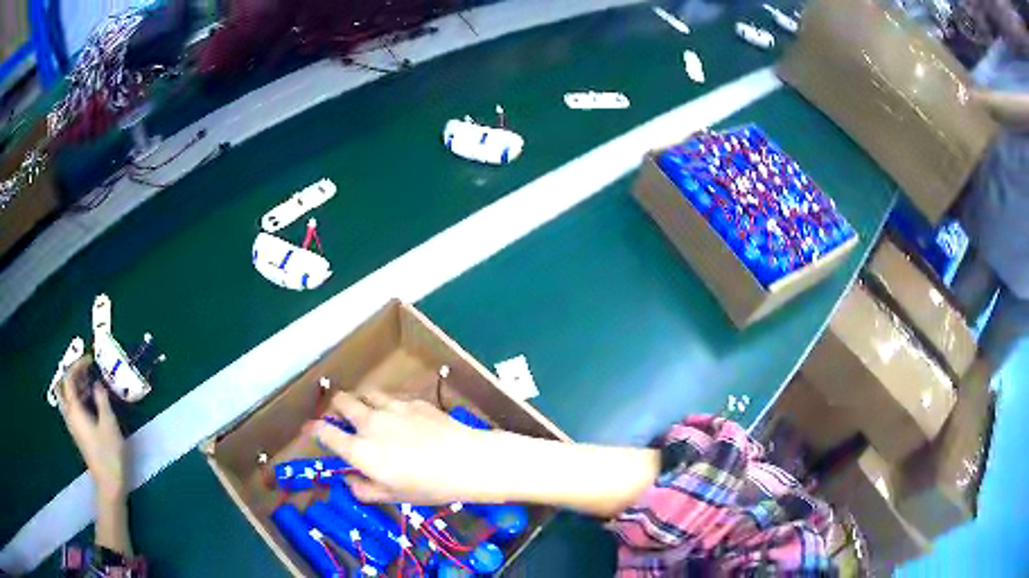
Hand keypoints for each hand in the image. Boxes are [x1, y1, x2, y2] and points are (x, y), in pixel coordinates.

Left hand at [58, 356, 126, 502]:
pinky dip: (78, 398)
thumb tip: (97, 383)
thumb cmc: (109, 453)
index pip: (68, 379)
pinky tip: (90, 401)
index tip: (90, 360)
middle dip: (70, 375)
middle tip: (84, 370)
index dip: (77, 365)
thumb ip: (101, 400)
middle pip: (62, 388)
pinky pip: (72, 408)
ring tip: (89, 382)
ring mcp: (73, 425)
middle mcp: (69, 415)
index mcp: (74, 409)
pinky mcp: (78, 433)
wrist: (109, 484)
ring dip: (74, 386)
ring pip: (66, 398)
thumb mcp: (109, 424)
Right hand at [312, 391, 496, 504]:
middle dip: (335, 407)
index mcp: (360, 450)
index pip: (325, 432)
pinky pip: (391, 397)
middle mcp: (369, 423)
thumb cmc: (427, 486)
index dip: (313, 429)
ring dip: (361, 401)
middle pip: (341, 401)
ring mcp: (391, 407)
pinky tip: (400, 417)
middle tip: (341, 417)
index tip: (310, 429)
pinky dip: (387, 404)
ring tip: (369, 413)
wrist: (465, 461)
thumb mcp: (392, 497)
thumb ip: (364, 489)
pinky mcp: (412, 401)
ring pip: (365, 393)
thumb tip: (349, 479)